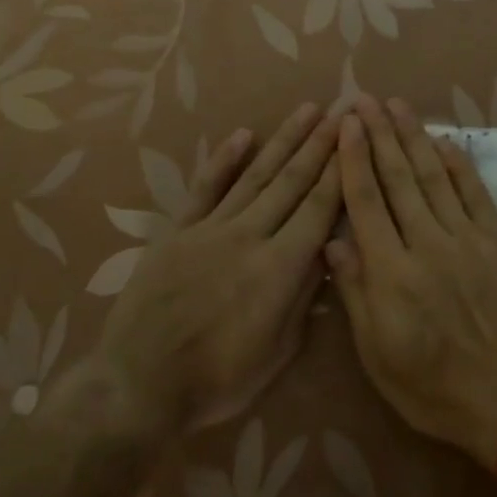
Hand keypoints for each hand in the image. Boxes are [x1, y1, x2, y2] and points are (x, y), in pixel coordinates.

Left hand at [88, 103, 341, 433]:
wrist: (139, 385)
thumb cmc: (217, 379)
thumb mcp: (278, 351)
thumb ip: (303, 296)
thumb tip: (326, 251)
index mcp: (280, 268)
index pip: (319, 208)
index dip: (341, 171)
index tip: (357, 139)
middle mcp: (249, 237)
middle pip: (292, 182)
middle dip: (320, 145)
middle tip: (341, 111)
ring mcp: (211, 229)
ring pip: (256, 176)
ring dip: (284, 141)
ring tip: (307, 111)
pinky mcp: (178, 232)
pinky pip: (205, 188)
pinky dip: (225, 160)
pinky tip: (244, 134)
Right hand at [326, 96, 496, 470]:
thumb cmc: (434, 388)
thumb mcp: (378, 355)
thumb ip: (356, 294)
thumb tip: (332, 242)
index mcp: (391, 273)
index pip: (366, 202)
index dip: (354, 158)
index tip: (346, 124)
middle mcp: (426, 244)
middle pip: (398, 178)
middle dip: (380, 134)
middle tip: (366, 99)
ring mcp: (467, 238)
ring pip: (434, 176)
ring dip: (415, 138)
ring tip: (399, 106)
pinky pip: (475, 193)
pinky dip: (459, 164)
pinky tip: (445, 141)